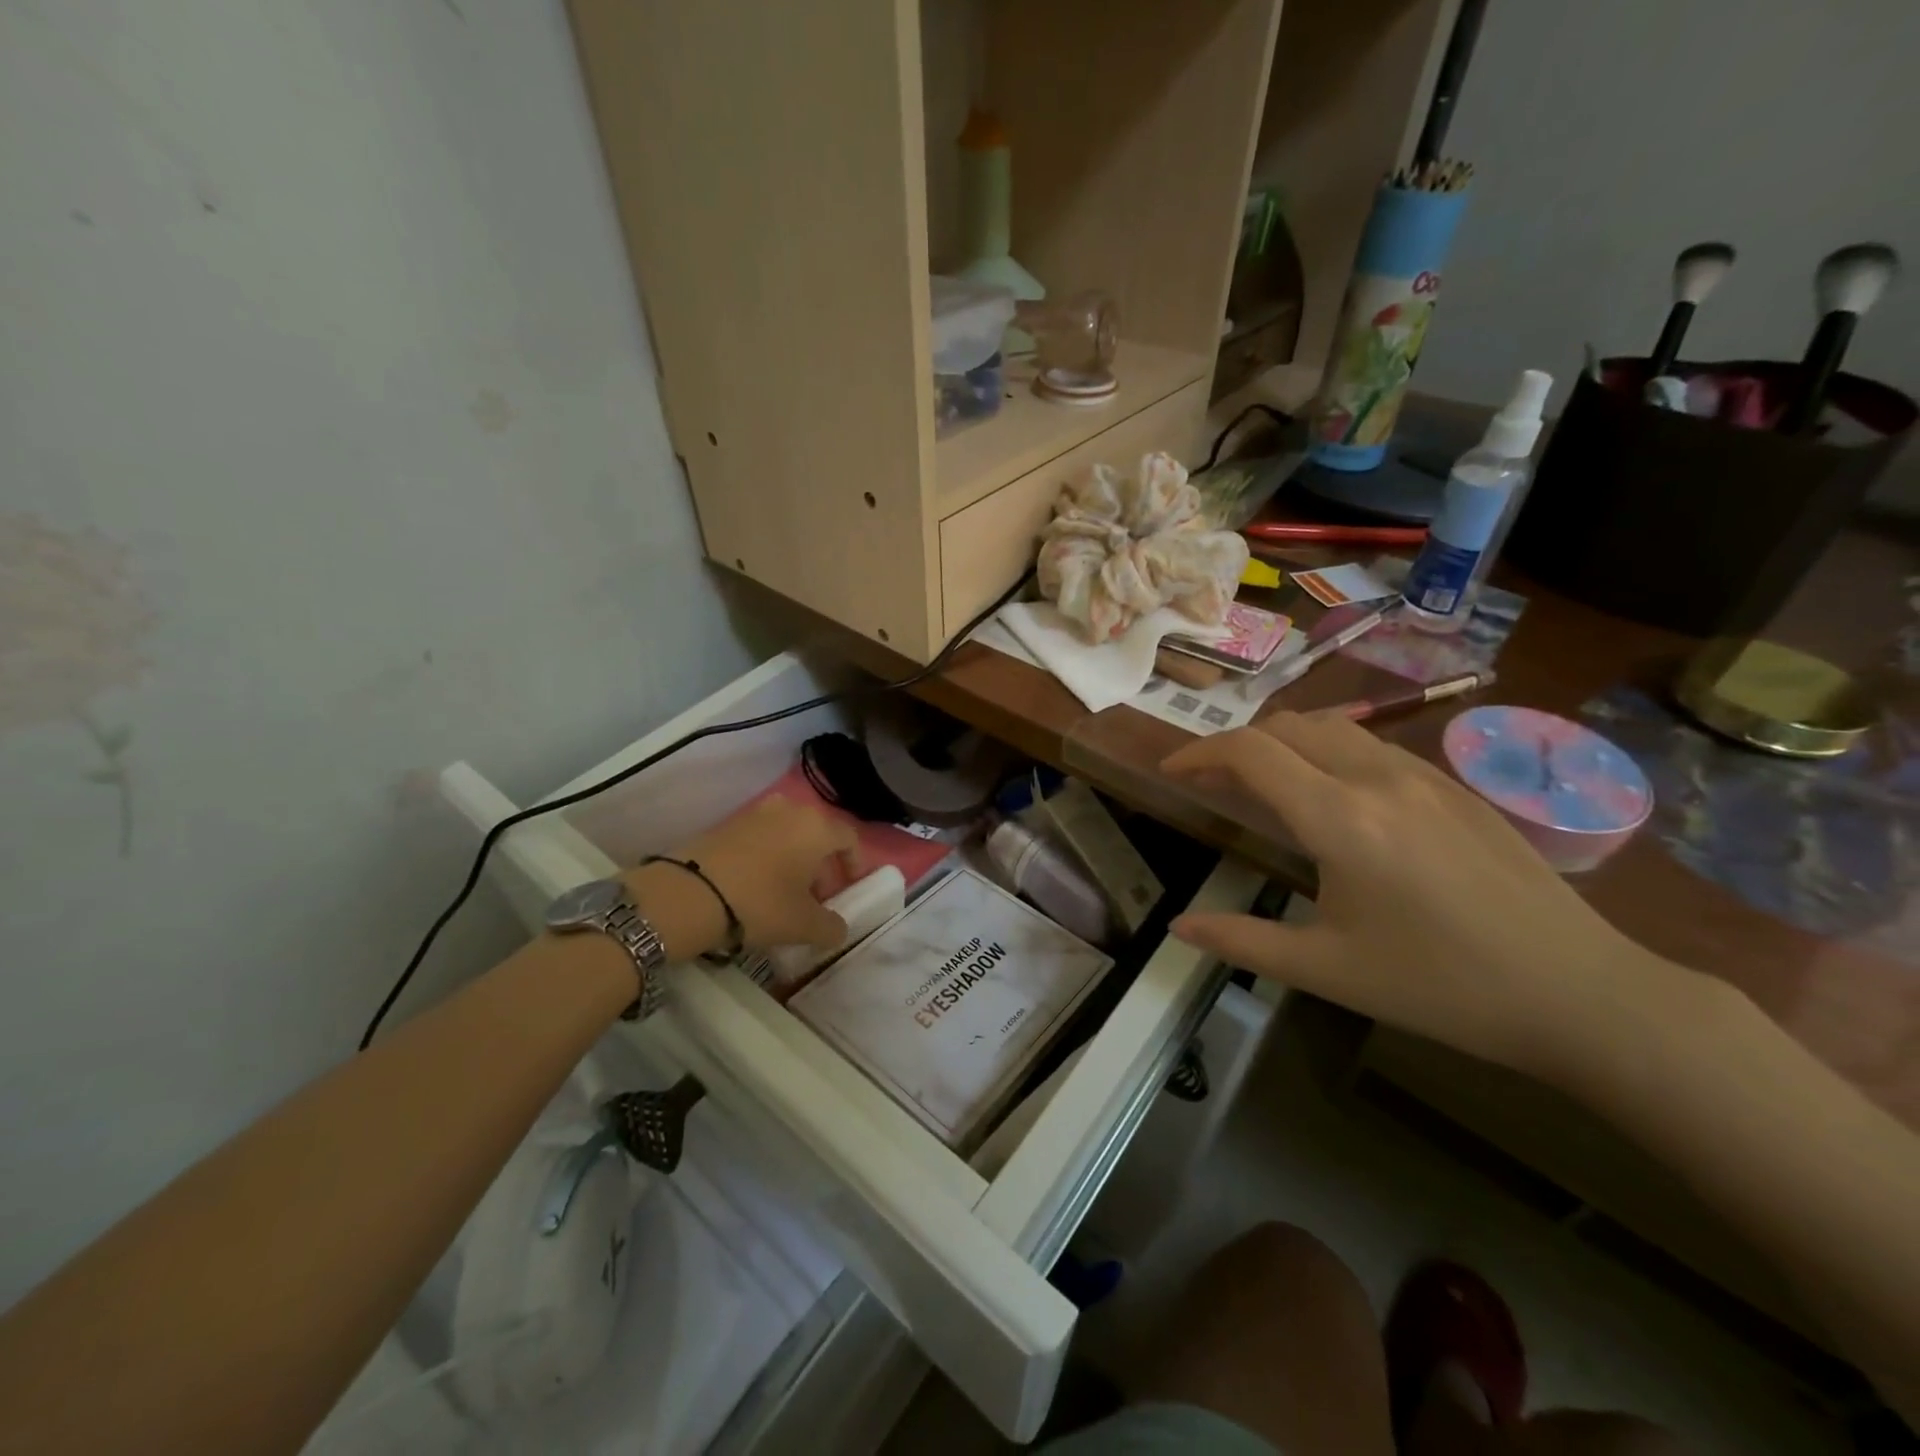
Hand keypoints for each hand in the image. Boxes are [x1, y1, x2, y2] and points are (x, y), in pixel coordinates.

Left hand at [636, 798, 860, 956]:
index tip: (848, 888)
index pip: (849, 838)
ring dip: (793, 860)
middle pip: (817, 835)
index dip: (854, 863)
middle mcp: (790, 810)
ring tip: (784, 893)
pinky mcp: (726, 824)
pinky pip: (760, 838)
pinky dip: (767, 857)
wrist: (688, 894)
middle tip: (816, 898)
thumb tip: (838, 929)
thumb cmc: (760, 903)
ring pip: (787, 835)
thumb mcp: (804, 925)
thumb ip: (831, 928)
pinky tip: (755, 886)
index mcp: (817, 827)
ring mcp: (755, 813)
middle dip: (822, 865)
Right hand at [1161, 715, 1687, 1089]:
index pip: (1250, 752)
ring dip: (1284, 744)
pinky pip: (1372, 747)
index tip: (1172, 774)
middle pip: (1287, 726)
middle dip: (1238, 745)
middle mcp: (1378, 779)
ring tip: (1264, 784)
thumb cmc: (1441, 987)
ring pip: (1333, 727)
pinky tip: (1334, 799)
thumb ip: (1242, 941)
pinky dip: (1328, 753)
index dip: (1200, 754)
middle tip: (1212, 784)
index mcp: (1340, 818)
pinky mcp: (1456, 788)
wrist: (1581, 993)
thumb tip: (1177, 928)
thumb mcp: (1327, 970)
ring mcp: (1424, 776)